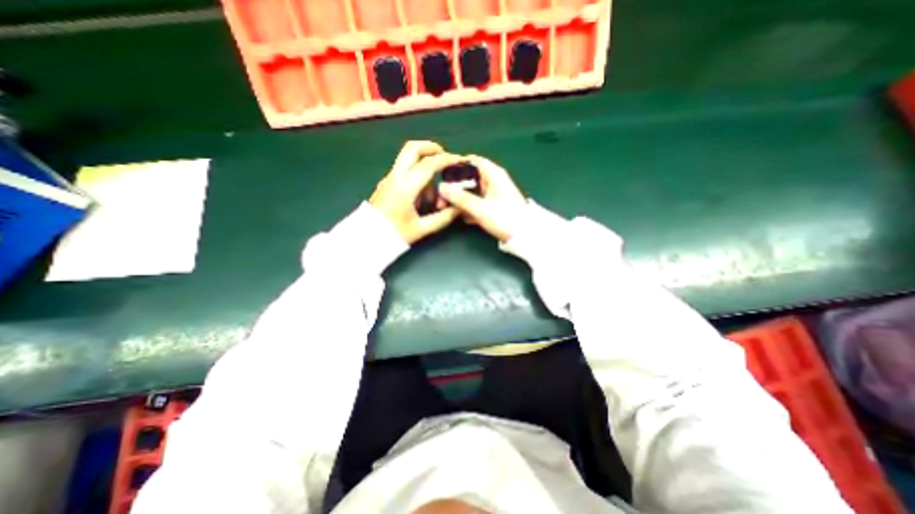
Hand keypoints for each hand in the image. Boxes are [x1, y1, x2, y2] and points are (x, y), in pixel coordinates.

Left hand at [367, 141, 464, 245]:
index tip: (459, 161)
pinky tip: (421, 200)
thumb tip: (458, 208)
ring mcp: (389, 178)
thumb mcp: (422, 228)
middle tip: (445, 158)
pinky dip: (417, 178)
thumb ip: (443, 218)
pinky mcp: (387, 183)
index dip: (447, 160)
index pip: (429, 164)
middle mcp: (396, 176)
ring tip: (433, 198)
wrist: (366, 238)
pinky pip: (405, 172)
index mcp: (406, 186)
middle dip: (431, 148)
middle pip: (413, 148)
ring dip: (425, 170)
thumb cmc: (394, 234)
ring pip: (410, 161)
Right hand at [437, 156, 525, 242]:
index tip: (442, 176)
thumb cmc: (505, 218)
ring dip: (460, 200)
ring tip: (447, 209)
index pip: (472, 161)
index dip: (456, 166)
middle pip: (469, 178)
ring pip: (472, 192)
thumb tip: (441, 188)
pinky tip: (462, 218)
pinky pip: (477, 202)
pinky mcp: (494, 206)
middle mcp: (493, 180)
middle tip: (441, 198)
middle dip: (455, 187)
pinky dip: (469, 208)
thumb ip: (460, 198)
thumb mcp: (480, 208)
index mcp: (493, 174)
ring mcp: (494, 194)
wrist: (524, 237)